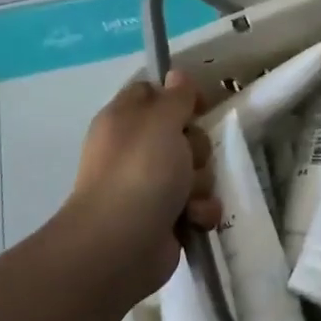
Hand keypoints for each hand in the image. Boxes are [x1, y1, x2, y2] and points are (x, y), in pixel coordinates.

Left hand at [59, 71, 221, 296]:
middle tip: (185, 159)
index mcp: (125, 121)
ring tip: (186, 198)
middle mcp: (136, 151)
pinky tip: (191, 219)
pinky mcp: (166, 217)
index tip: (198, 106)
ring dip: (200, 184)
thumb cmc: (139, 173)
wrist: (120, 246)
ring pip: (196, 170)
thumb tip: (175, 75)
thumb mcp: (161, 122)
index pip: (152, 93)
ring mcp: (150, 186)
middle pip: (184, 134)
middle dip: (195, 148)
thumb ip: (176, 97)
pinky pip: (198, 203)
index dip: (178, 96)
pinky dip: (199, 212)